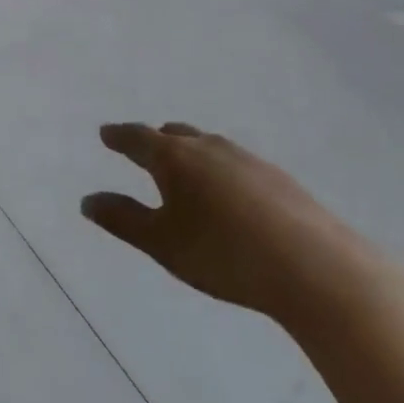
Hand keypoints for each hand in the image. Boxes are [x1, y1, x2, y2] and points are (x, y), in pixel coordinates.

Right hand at [82, 123, 386, 324]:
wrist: (316, 268)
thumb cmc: (224, 254)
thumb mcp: (162, 243)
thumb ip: (122, 219)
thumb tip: (88, 201)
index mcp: (174, 157)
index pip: (137, 138)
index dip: (118, 137)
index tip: (106, 134)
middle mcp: (209, 147)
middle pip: (175, 135)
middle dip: (155, 141)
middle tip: (143, 150)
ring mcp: (248, 160)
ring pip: (209, 146)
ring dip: (191, 153)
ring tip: (186, 172)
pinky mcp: (279, 179)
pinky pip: (236, 164)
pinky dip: (221, 171)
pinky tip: (231, 196)